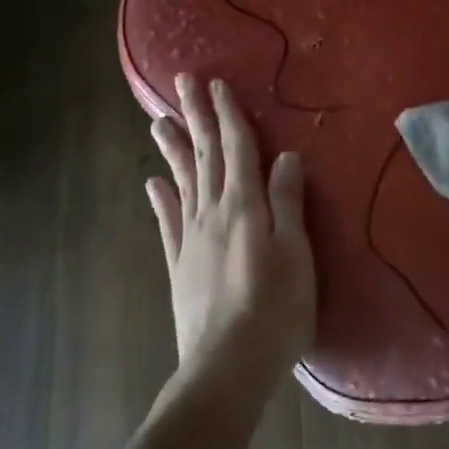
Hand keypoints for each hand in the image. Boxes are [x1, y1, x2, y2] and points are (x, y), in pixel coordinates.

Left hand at [146, 74, 316, 394]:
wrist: (226, 367)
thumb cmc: (275, 310)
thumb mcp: (296, 254)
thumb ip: (288, 203)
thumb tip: (286, 157)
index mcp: (246, 206)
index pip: (237, 148)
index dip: (229, 114)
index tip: (217, 83)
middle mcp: (213, 212)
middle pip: (205, 155)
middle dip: (196, 116)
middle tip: (181, 81)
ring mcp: (191, 238)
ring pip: (182, 181)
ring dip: (174, 149)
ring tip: (159, 122)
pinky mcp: (179, 264)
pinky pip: (168, 222)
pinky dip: (160, 199)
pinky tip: (152, 184)